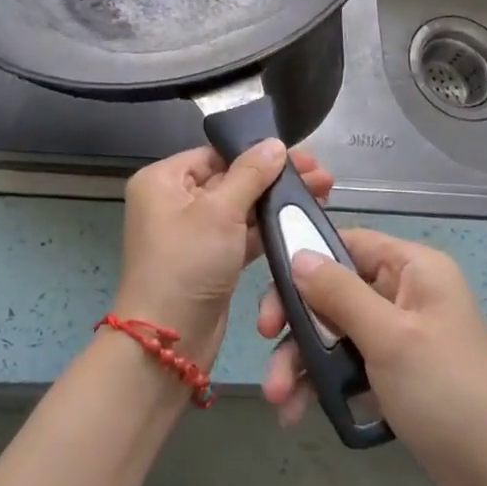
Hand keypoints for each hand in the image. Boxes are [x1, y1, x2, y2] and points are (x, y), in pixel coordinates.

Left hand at [115, 144, 334, 362]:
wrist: (169, 341)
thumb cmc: (187, 264)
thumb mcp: (219, 212)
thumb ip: (251, 174)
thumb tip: (275, 143)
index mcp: (163, 180)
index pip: (215, 154)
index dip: (257, 152)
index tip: (300, 154)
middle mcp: (174, 201)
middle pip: (232, 178)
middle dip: (275, 177)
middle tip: (322, 174)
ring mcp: (194, 232)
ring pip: (241, 207)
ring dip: (277, 201)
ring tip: (323, 192)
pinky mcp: (211, 259)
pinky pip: (243, 234)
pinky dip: (269, 227)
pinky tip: (302, 219)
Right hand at [257, 229, 486, 485]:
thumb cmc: (447, 392)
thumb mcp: (389, 337)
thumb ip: (338, 292)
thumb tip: (297, 254)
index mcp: (414, 268)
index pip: (347, 243)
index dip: (305, 260)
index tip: (271, 291)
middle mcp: (405, 293)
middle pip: (334, 290)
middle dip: (297, 323)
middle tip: (264, 344)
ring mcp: (401, 335)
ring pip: (335, 332)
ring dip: (303, 361)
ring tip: (278, 400)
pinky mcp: (396, 374)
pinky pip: (348, 365)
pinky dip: (323, 384)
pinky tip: (298, 412)